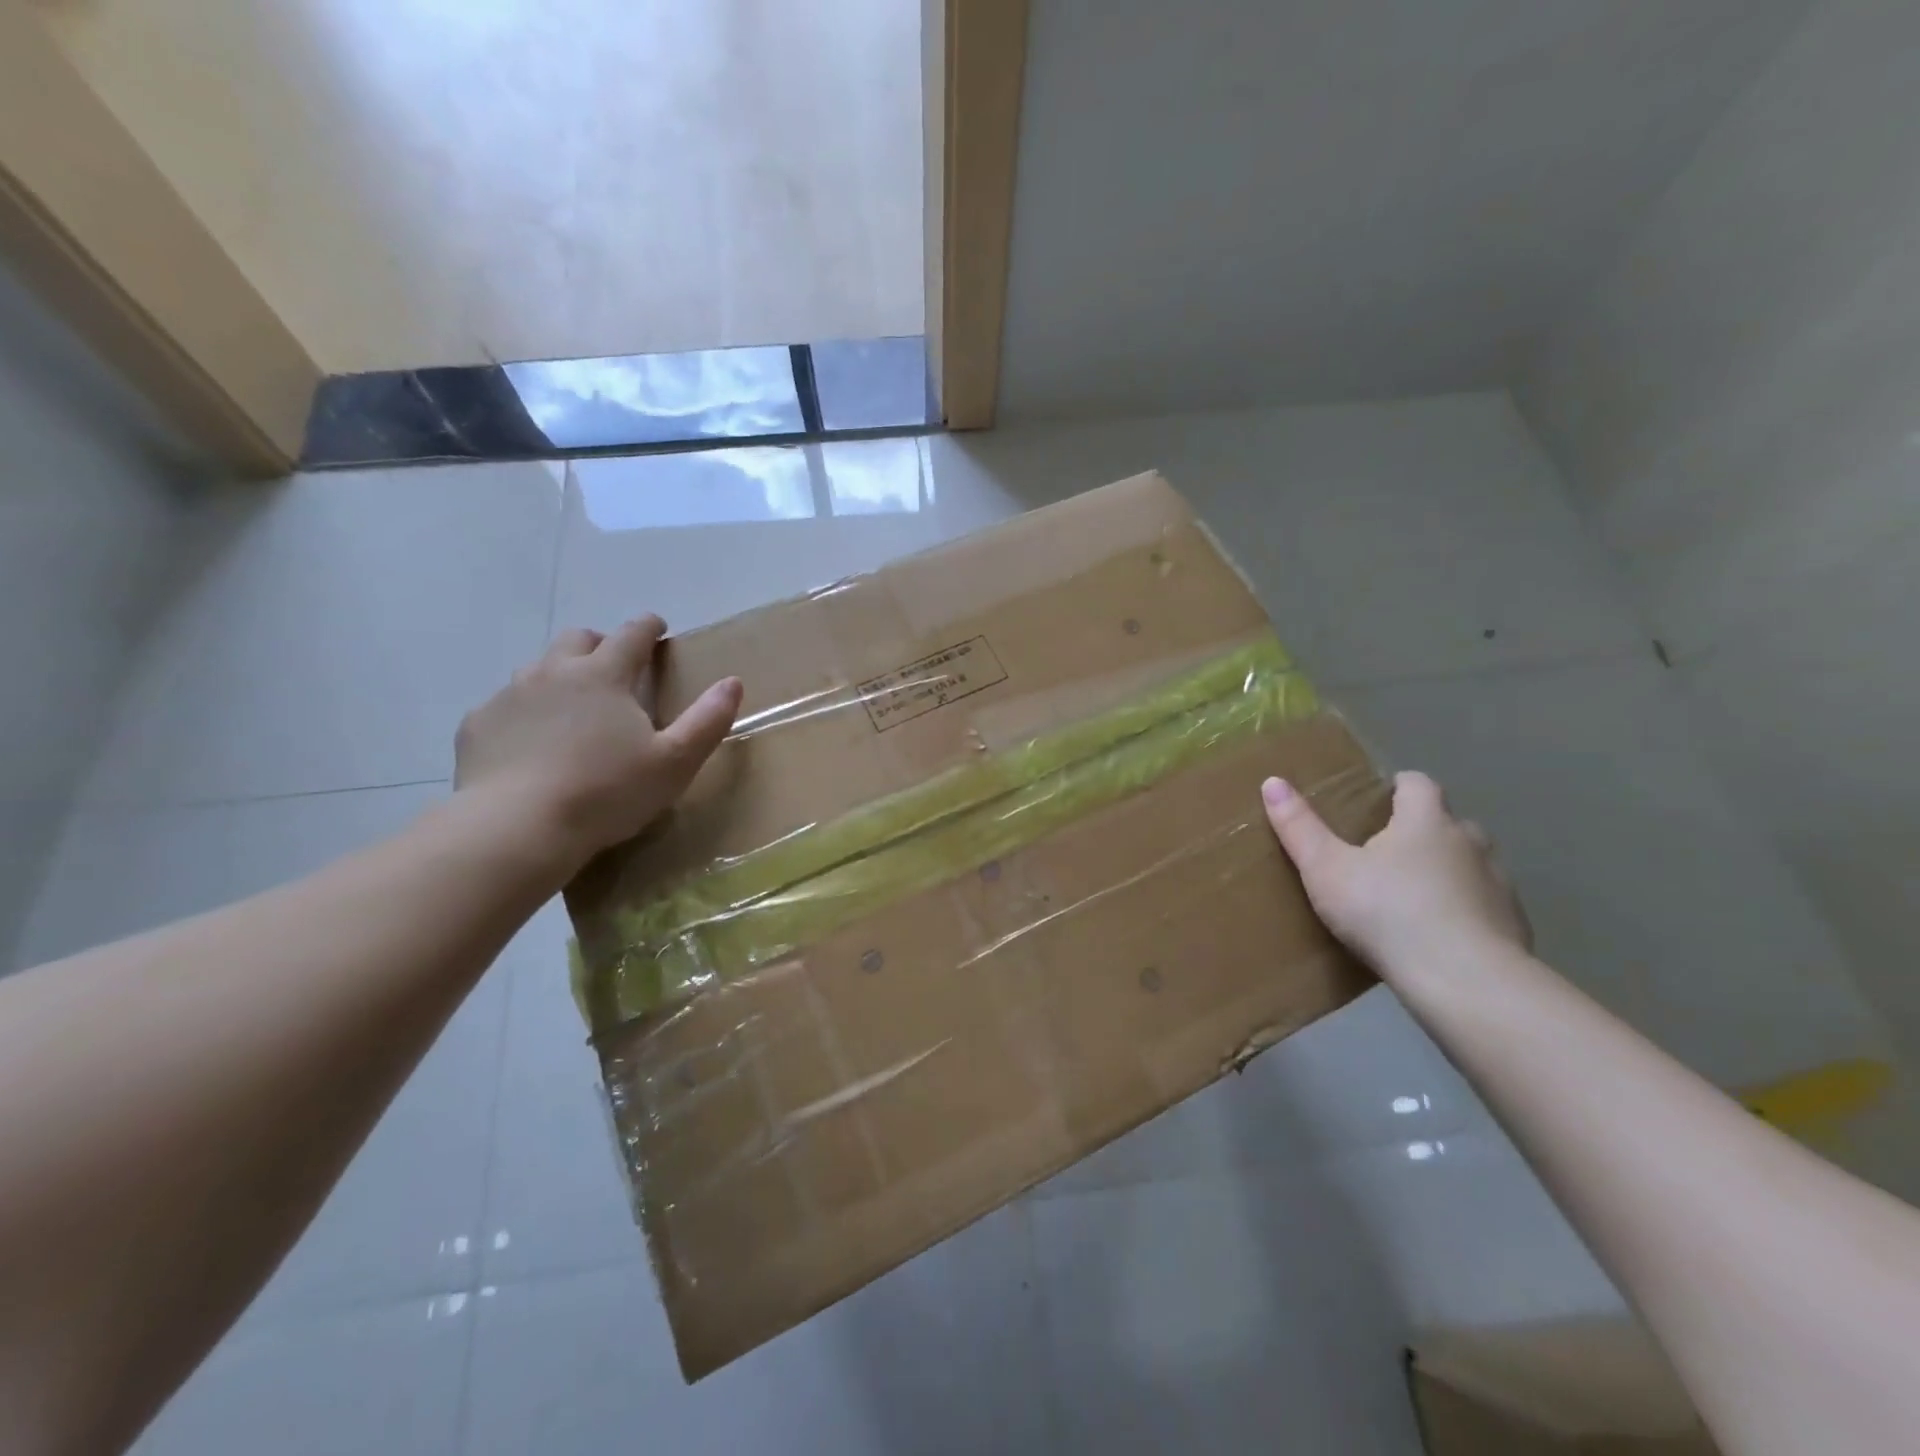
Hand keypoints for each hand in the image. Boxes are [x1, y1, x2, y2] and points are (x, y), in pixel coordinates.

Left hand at [454, 616, 741, 873]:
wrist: (517, 828)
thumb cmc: (607, 792)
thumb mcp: (674, 762)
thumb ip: (707, 720)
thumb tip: (733, 682)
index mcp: (604, 675)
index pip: (631, 634)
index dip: (648, 627)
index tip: (657, 628)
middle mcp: (553, 672)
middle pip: (578, 639)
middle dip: (599, 644)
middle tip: (614, 669)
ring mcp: (509, 696)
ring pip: (538, 669)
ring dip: (559, 677)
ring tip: (572, 709)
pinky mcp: (478, 726)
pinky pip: (504, 707)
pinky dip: (524, 714)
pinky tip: (531, 745)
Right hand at [1260, 770, 1529, 978]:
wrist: (1465, 982)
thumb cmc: (1388, 913)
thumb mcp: (1326, 870)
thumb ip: (1300, 827)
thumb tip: (1272, 781)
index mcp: (1426, 821)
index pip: (1418, 784)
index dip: (1398, 787)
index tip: (1377, 801)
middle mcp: (1469, 842)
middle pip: (1447, 823)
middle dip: (1421, 832)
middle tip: (1385, 854)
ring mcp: (1498, 884)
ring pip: (1470, 865)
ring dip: (1447, 872)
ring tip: (1411, 898)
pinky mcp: (1514, 925)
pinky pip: (1484, 906)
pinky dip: (1464, 911)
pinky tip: (1440, 937)